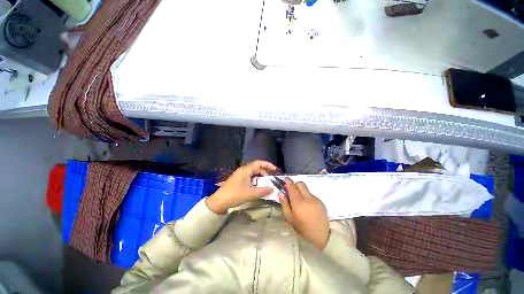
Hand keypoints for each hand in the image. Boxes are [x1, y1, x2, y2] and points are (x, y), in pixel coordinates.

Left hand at [206, 160, 276, 213]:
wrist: (219, 201)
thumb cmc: (235, 195)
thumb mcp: (250, 193)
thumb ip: (263, 191)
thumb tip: (272, 188)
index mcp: (246, 170)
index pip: (259, 163)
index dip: (268, 165)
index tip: (275, 170)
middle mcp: (243, 170)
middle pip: (256, 167)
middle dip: (265, 172)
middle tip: (270, 179)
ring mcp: (240, 175)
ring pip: (253, 173)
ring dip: (260, 177)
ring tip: (265, 184)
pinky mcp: (238, 180)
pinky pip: (249, 177)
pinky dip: (255, 180)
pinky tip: (257, 187)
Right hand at [280, 178, 329, 249]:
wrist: (321, 236)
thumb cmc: (302, 228)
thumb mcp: (289, 218)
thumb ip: (284, 203)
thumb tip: (281, 193)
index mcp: (299, 202)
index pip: (292, 186)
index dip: (288, 182)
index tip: (285, 180)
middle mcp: (308, 198)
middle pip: (301, 183)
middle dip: (295, 184)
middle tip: (291, 190)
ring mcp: (316, 199)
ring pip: (306, 189)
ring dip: (301, 190)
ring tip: (299, 200)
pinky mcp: (321, 201)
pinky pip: (311, 194)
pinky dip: (307, 196)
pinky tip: (307, 205)